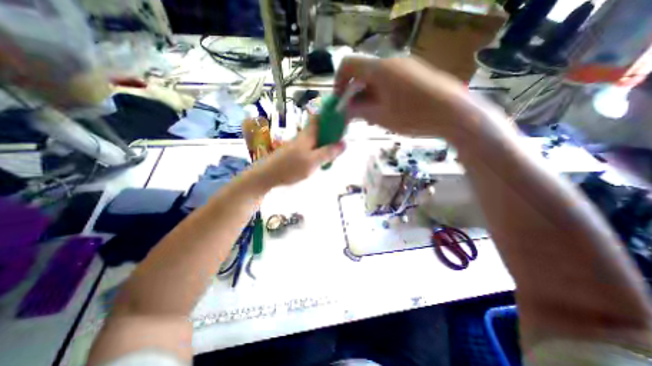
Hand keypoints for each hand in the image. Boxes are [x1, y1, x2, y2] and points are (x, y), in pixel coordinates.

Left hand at [253, 116, 345, 186]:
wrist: (267, 175)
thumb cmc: (290, 167)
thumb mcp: (313, 161)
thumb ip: (328, 152)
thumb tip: (344, 143)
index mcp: (308, 134)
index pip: (320, 117)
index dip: (331, 116)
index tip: (342, 122)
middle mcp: (303, 136)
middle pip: (320, 129)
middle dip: (331, 133)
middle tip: (341, 144)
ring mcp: (298, 145)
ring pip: (316, 139)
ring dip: (326, 144)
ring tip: (334, 154)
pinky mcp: (295, 153)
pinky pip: (311, 148)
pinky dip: (318, 151)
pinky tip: (322, 161)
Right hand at [336, 55, 477, 137]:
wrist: (454, 113)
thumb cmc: (413, 115)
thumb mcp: (381, 116)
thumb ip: (358, 110)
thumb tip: (344, 109)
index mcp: (379, 69)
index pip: (348, 64)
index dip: (339, 82)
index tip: (340, 101)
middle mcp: (391, 62)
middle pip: (363, 74)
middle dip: (355, 95)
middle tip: (356, 115)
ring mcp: (405, 67)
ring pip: (376, 80)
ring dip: (368, 97)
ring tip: (372, 118)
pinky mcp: (415, 74)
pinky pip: (390, 82)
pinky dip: (381, 95)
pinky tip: (387, 112)